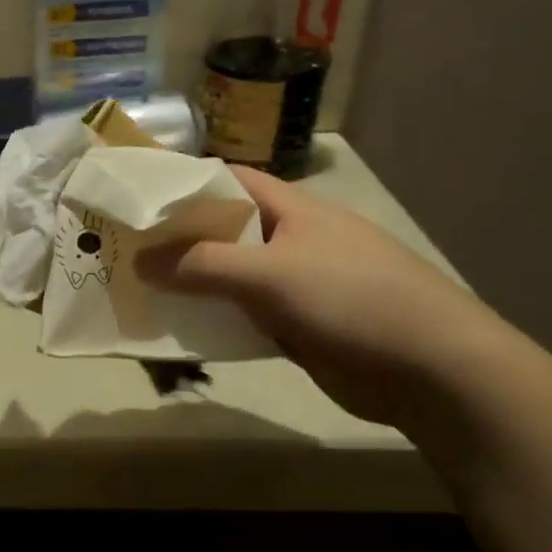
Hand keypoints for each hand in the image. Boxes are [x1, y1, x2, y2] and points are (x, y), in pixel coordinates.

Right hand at [137, 166, 512, 428]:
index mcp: (292, 210)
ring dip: (189, 284)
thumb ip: (201, 265)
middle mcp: (291, 240)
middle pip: (223, 230)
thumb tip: (137, 260)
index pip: (228, 181)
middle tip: (121, 249)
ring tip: (135, 289)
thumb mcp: (269, 274)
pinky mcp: (296, 325)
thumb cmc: (352, 299)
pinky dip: (211, 319)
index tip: (135, 199)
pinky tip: (177, 328)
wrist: (431, 370)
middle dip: (176, 240)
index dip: (183, 185)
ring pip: (228, 276)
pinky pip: (241, 314)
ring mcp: (294, 284)